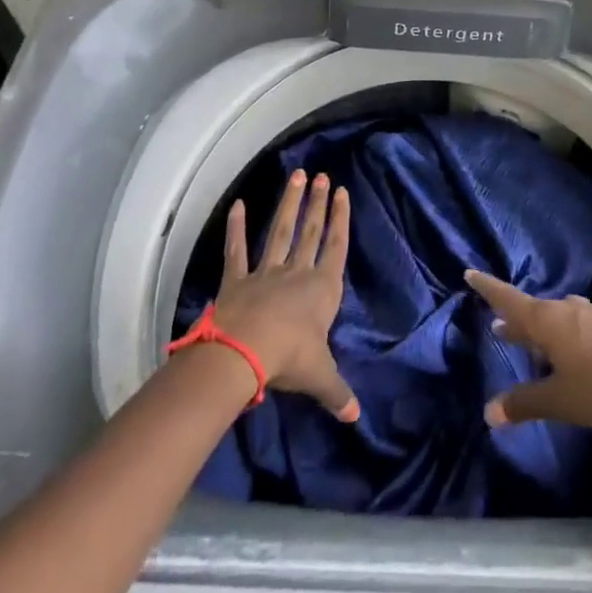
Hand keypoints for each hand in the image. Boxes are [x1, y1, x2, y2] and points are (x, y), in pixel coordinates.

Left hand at [208, 170, 358, 421]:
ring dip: (289, 203)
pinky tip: (238, 204)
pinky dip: (237, 228)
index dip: (340, 219)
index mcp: (322, 289)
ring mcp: (266, 271)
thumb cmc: (290, 358)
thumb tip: (355, 417)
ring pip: (280, 231)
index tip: (341, 192)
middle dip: (317, 203)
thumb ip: (337, 392)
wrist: (246, 351)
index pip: (336, 247)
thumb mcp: (320, 377)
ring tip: (296, 175)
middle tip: (322, 175)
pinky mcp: (238, 279)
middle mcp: (297, 272)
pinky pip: (237, 250)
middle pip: (310, 231)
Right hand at [465, 268, 591, 432]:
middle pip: (533, 310)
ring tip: (529, 340)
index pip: (509, 299)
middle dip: (514, 318)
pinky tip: (567, 352)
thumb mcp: (560, 401)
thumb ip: (525, 403)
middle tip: (497, 325)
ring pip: (556, 318)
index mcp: (547, 321)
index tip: (470, 272)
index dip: (489, 288)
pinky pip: (575, 325)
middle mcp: (567, 311)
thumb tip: (488, 411)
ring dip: (539, 328)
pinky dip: (561, 335)